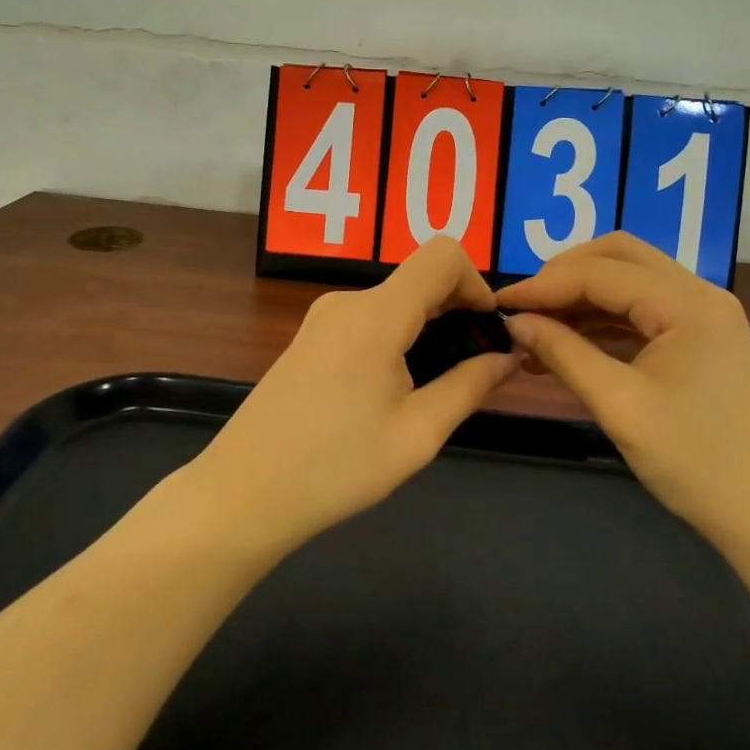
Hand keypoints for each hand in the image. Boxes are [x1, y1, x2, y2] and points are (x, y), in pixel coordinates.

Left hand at [196, 237, 519, 548]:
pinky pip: (368, 320)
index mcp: (376, 315)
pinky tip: (390, 392)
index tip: (486, 330)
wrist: (242, 494)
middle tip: (471, 370)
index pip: (442, 255)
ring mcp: (322, 318)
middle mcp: (347, 302)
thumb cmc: (336, 468)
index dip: (477, 283)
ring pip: (394, 302)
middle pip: (419, 280)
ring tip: (431, 390)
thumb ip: (470, 386)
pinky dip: (396, 339)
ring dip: (425, 330)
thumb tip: (507, 356)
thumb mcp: (418, 434)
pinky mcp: (308, 338)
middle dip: (455, 313)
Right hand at [497, 233, 749, 538]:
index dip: (543, 285)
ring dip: (582, 299)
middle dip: (565, 276)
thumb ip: (564, 354)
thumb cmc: (696, 462)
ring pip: (630, 283)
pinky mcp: (702, 340)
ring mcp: (704, 316)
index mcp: (686, 303)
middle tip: (524, 307)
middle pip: (619, 258)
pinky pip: (643, 313)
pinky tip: (569, 347)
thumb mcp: (620, 406)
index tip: (498, 304)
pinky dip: (603, 322)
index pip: (599, 273)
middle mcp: (699, 295)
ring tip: (536, 332)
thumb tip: (515, 321)